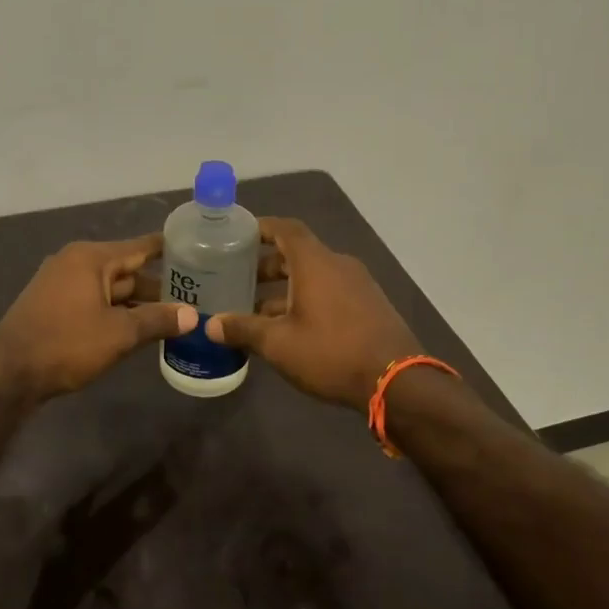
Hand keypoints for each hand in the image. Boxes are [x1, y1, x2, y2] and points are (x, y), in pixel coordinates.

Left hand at [0, 234, 196, 401]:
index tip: (197, 248)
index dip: (169, 249)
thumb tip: (193, 315)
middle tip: (196, 294)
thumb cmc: (66, 344)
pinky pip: (95, 302)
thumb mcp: (119, 333)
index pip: (140, 247)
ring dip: (138, 302)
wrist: (8, 374)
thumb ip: (157, 320)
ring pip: (111, 289)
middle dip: (158, 284)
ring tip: (175, 314)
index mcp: (91, 258)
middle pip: (126, 270)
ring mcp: (61, 285)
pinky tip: (140, 327)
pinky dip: (117, 311)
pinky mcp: (54, 306)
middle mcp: (75, 263)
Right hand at [205, 218, 422, 410]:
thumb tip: (211, 325)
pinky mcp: (370, 306)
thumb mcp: (279, 344)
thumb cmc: (331, 353)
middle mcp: (338, 265)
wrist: (396, 381)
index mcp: (315, 263)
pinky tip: (292, 328)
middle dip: (268, 264)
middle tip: (240, 279)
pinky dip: (307, 298)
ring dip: (286, 287)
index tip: (238, 235)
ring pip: (315, 275)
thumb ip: (243, 329)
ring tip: (259, 311)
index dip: (261, 227)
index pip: (286, 228)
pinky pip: (331, 291)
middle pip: (298, 253)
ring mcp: (358, 285)